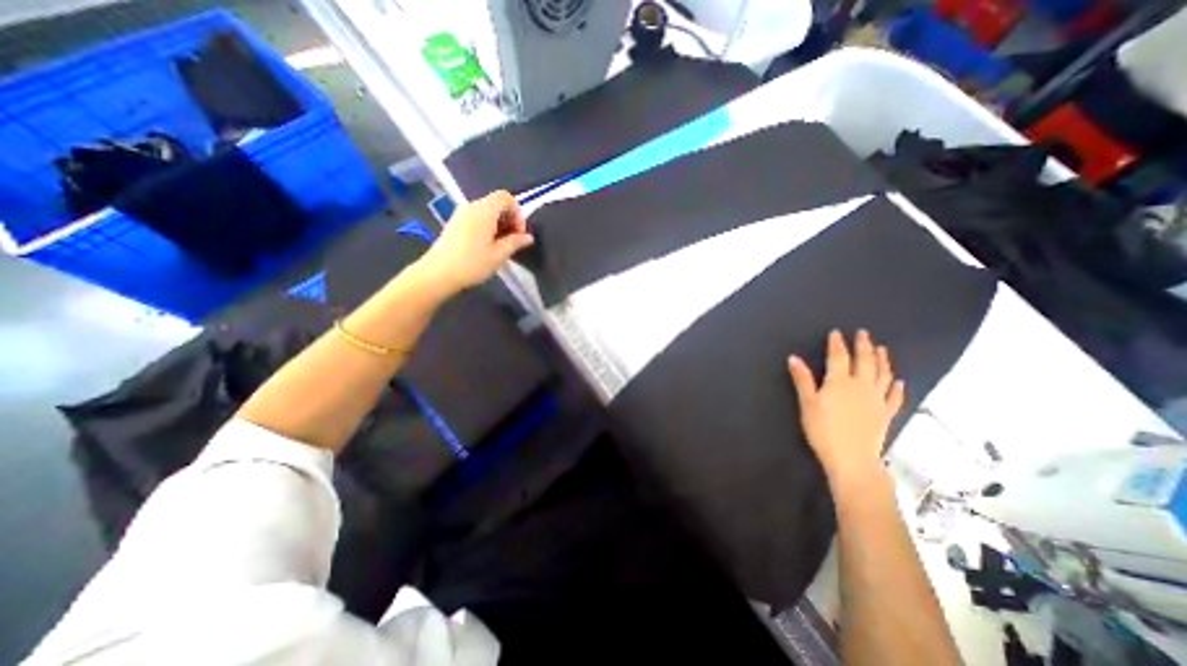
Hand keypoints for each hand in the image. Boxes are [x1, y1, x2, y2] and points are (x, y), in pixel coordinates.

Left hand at [413, 187, 530, 293]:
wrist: (437, 273)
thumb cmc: (471, 264)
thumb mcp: (498, 255)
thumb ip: (515, 243)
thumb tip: (528, 237)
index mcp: (484, 211)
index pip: (505, 197)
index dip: (517, 212)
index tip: (518, 233)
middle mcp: (472, 207)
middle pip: (496, 204)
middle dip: (509, 220)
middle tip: (512, 242)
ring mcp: (461, 214)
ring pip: (487, 212)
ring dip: (498, 226)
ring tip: (500, 248)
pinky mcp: (454, 223)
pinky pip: (476, 219)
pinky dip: (487, 228)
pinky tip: (487, 248)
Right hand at [792, 331, 906, 486]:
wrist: (852, 459)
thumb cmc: (823, 431)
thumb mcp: (807, 404)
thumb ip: (802, 380)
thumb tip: (793, 358)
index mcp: (840, 382)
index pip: (839, 357)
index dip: (837, 344)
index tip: (836, 333)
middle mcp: (861, 386)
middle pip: (864, 362)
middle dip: (863, 346)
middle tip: (864, 333)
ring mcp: (877, 400)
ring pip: (882, 375)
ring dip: (882, 360)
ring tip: (881, 349)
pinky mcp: (885, 414)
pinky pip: (894, 397)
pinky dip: (896, 387)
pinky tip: (898, 381)